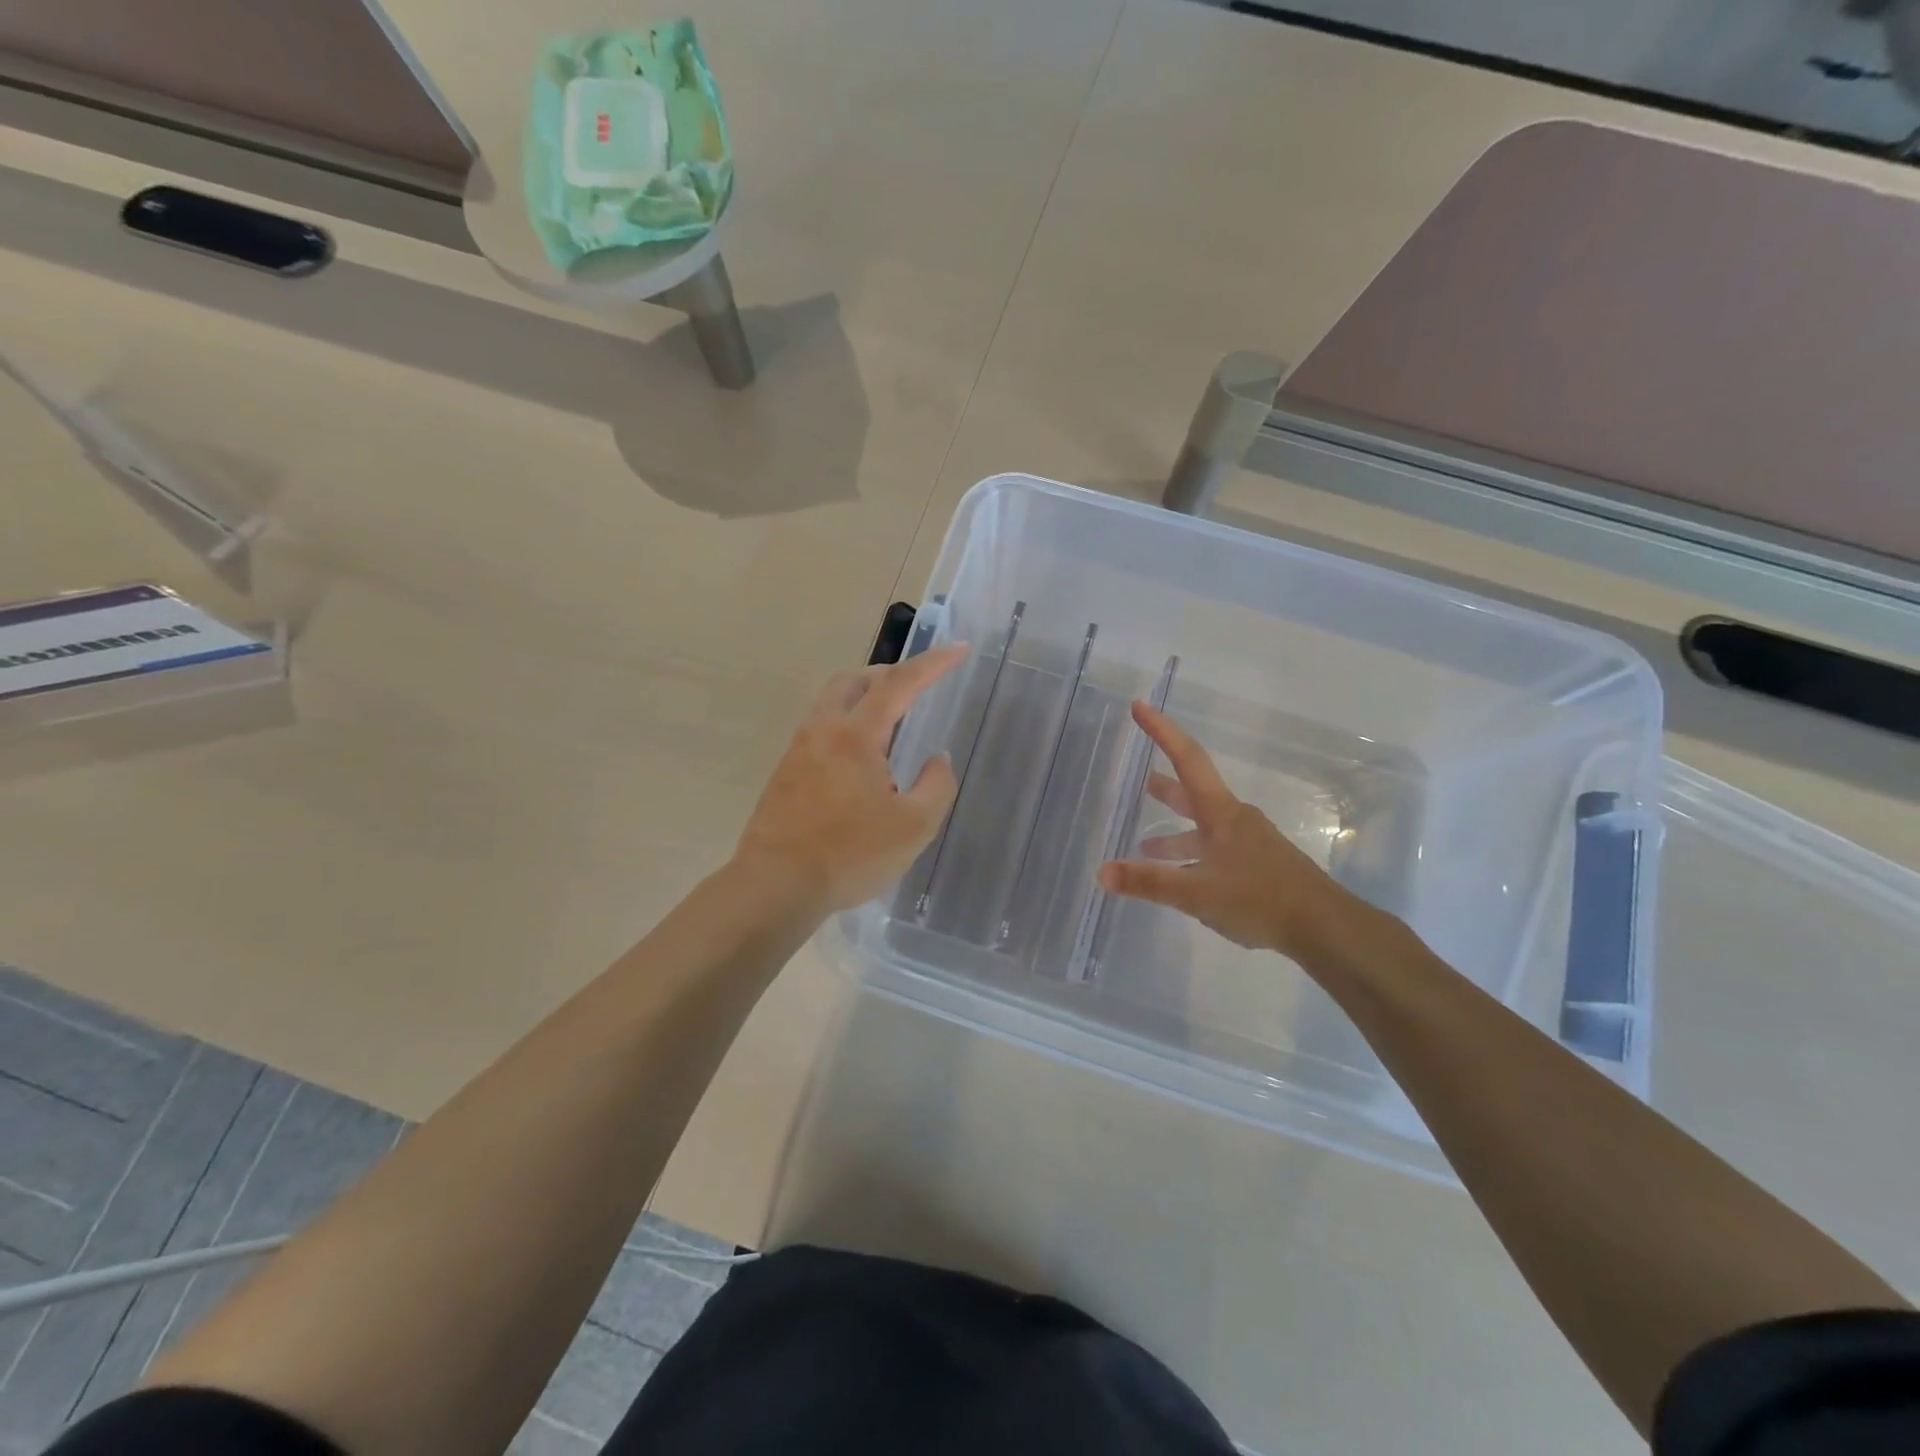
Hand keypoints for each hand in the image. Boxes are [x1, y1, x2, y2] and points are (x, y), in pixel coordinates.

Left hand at [733, 645, 967, 917]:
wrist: (775, 887)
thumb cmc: (850, 855)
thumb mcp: (914, 827)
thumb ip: (936, 786)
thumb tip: (936, 760)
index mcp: (855, 735)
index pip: (900, 683)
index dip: (933, 663)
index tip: (959, 649)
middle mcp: (822, 731)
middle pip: (853, 681)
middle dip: (888, 675)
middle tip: (916, 689)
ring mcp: (797, 751)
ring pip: (832, 704)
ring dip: (864, 701)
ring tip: (891, 730)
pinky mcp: (784, 774)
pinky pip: (820, 731)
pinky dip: (846, 727)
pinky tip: (860, 764)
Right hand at [1096, 701, 1366, 959]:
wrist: (1325, 927)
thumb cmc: (1259, 899)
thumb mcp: (1197, 893)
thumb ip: (1149, 882)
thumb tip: (1101, 871)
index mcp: (1220, 813)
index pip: (1186, 759)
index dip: (1161, 731)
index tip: (1140, 707)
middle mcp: (1234, 820)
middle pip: (1193, 792)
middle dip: (1165, 785)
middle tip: (1140, 779)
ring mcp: (1249, 843)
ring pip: (1203, 828)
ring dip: (1175, 831)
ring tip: (1147, 843)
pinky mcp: (1258, 867)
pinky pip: (1215, 851)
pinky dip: (1192, 856)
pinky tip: (1182, 878)